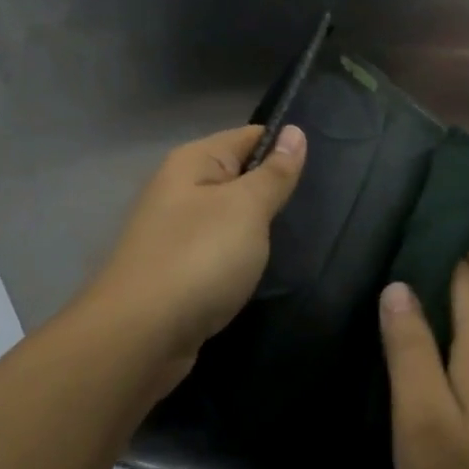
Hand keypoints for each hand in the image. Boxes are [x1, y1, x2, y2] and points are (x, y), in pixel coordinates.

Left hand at [81, 124, 306, 395]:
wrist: (140, 336)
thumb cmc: (199, 258)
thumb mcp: (246, 208)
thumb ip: (273, 173)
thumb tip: (295, 132)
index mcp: (192, 162)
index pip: (249, 136)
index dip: (286, 146)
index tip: (328, 166)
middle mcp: (179, 190)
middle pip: (239, 177)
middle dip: (275, 191)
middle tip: (323, 206)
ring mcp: (175, 232)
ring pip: (230, 217)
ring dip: (259, 228)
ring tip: (303, 237)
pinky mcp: (178, 271)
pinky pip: (219, 251)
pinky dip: (242, 257)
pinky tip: (264, 269)